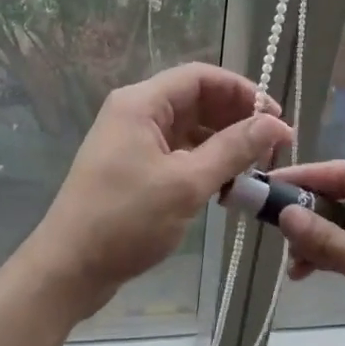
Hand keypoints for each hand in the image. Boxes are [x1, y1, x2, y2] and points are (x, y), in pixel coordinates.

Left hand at [27, 64, 292, 315]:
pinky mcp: (133, 168)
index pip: (201, 77)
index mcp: (141, 103)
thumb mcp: (186, 183)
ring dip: (223, 144)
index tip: (276, 119)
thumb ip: (233, 149)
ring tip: (255, 170)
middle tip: (272, 149)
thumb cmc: (125, 220)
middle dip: (236, 120)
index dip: (243, 91)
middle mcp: (136, 114)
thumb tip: (276, 123)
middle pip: (196, 100)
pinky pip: (178, 153)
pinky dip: (205, 164)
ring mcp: (132, 142)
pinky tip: (227, 187)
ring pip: (189, 129)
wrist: (68, 269)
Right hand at [273, 161, 344, 345]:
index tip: (268, 186)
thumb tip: (284, 214)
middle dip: (308, 213)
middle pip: (344, 198)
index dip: (306, 177)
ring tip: (292, 264)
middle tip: (270, 227)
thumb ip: (328, 240)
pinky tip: (307, 273)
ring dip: (317, 241)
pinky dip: (331, 258)